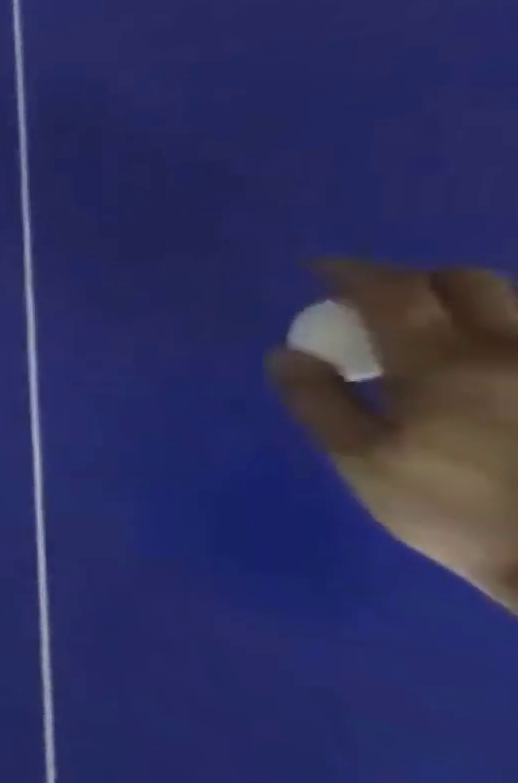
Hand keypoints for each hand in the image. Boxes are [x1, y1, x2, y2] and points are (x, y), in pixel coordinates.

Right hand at [270, 259, 517, 611]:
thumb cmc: (457, 511)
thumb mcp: (364, 464)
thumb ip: (320, 403)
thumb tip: (287, 354)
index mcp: (442, 364)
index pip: (391, 292)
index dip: (350, 274)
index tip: (316, 271)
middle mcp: (508, 350)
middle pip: (465, 283)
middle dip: (412, 281)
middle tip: (374, 304)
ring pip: (512, 308)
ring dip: (461, 306)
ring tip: (430, 334)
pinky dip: (495, 336)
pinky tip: (481, 365)